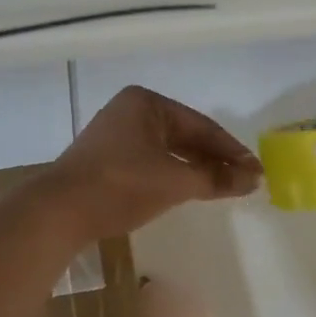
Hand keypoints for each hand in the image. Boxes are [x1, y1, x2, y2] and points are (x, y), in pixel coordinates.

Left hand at [49, 86, 261, 237]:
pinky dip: (172, 175)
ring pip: (167, 151)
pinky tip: (187, 190)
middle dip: (214, 160)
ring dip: (194, 169)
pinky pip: (150, 162)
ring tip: (222, 188)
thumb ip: (215, 178)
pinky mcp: (105, 160)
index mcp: (147, 103)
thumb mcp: (175, 181)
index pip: (201, 125)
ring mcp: (115, 135)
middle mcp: (130, 112)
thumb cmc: (121, 185)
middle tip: (243, 182)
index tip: (256, 172)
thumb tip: (253, 179)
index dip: (231, 151)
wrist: (59, 212)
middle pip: (184, 136)